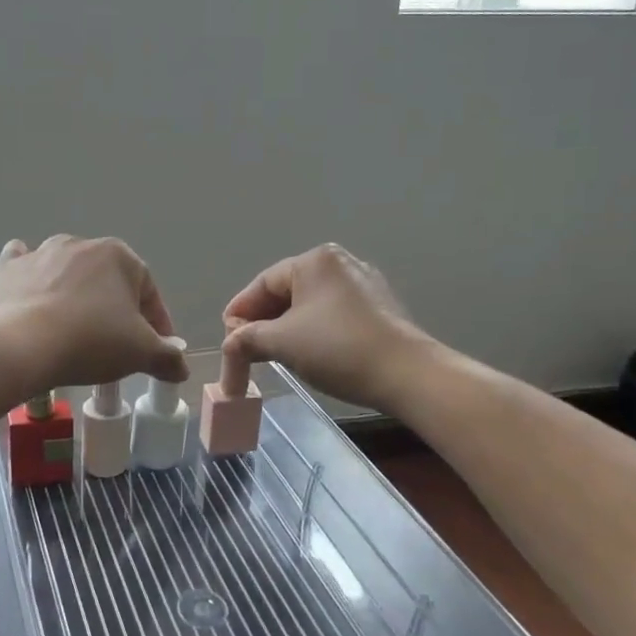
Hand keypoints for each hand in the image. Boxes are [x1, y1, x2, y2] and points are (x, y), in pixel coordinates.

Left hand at [0, 236, 192, 390]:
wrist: (22, 345)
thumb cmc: (91, 341)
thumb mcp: (141, 354)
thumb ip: (167, 357)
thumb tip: (182, 367)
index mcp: (119, 255)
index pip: (148, 291)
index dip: (156, 323)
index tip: (156, 349)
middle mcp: (80, 244)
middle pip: (107, 280)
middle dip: (115, 307)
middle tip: (116, 343)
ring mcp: (41, 253)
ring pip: (67, 271)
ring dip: (75, 292)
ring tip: (75, 327)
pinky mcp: (8, 269)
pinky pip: (24, 266)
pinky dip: (30, 275)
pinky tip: (31, 290)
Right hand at [223, 244, 430, 410]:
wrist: (408, 375)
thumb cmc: (337, 349)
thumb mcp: (281, 343)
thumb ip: (247, 338)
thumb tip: (231, 342)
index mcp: (314, 260)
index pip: (262, 283)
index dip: (239, 312)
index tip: (226, 337)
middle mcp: (339, 263)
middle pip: (285, 292)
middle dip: (262, 321)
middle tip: (245, 349)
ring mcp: (363, 285)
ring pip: (309, 305)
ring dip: (285, 328)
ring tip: (271, 354)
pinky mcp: (379, 308)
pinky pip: (331, 315)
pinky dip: (312, 331)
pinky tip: (305, 353)